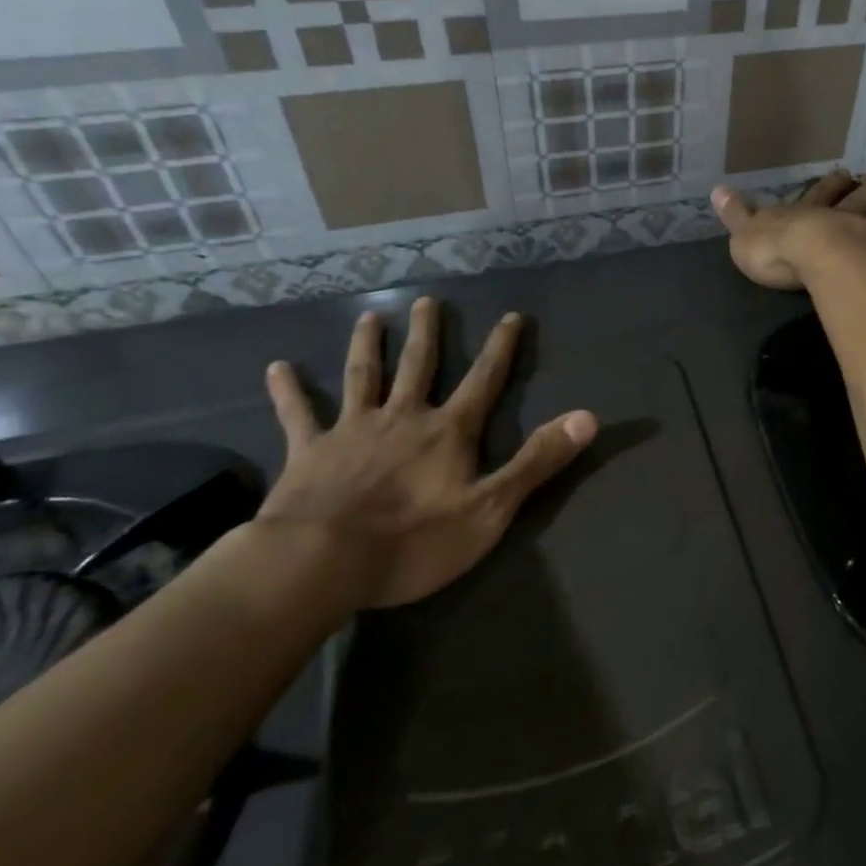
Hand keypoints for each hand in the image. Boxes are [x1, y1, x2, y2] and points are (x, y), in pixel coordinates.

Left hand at [257, 299, 596, 609]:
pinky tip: (277, 367)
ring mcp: (352, 431)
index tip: (510, 316)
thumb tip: (589, 417)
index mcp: (448, 432)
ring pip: (363, 377)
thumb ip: (538, 461)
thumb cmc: (413, 541)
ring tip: (371, 317)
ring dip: (369, 346)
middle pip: (419, 366)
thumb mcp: (491, 508)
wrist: (321, 564)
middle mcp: (403, 418)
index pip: (484, 380)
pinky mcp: (308, 452)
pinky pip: (297, 415)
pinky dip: (288, 391)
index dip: (500, 348)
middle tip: (428, 301)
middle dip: (428, 333)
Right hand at [711, 171, 865, 290]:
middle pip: (858, 199)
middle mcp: (840, 218)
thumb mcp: (744, 232)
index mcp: (806, 214)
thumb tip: (716, 189)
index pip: (818, 195)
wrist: (815, 258)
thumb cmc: (776, 249)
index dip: (829, 185)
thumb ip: (735, 214)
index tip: (844, 172)